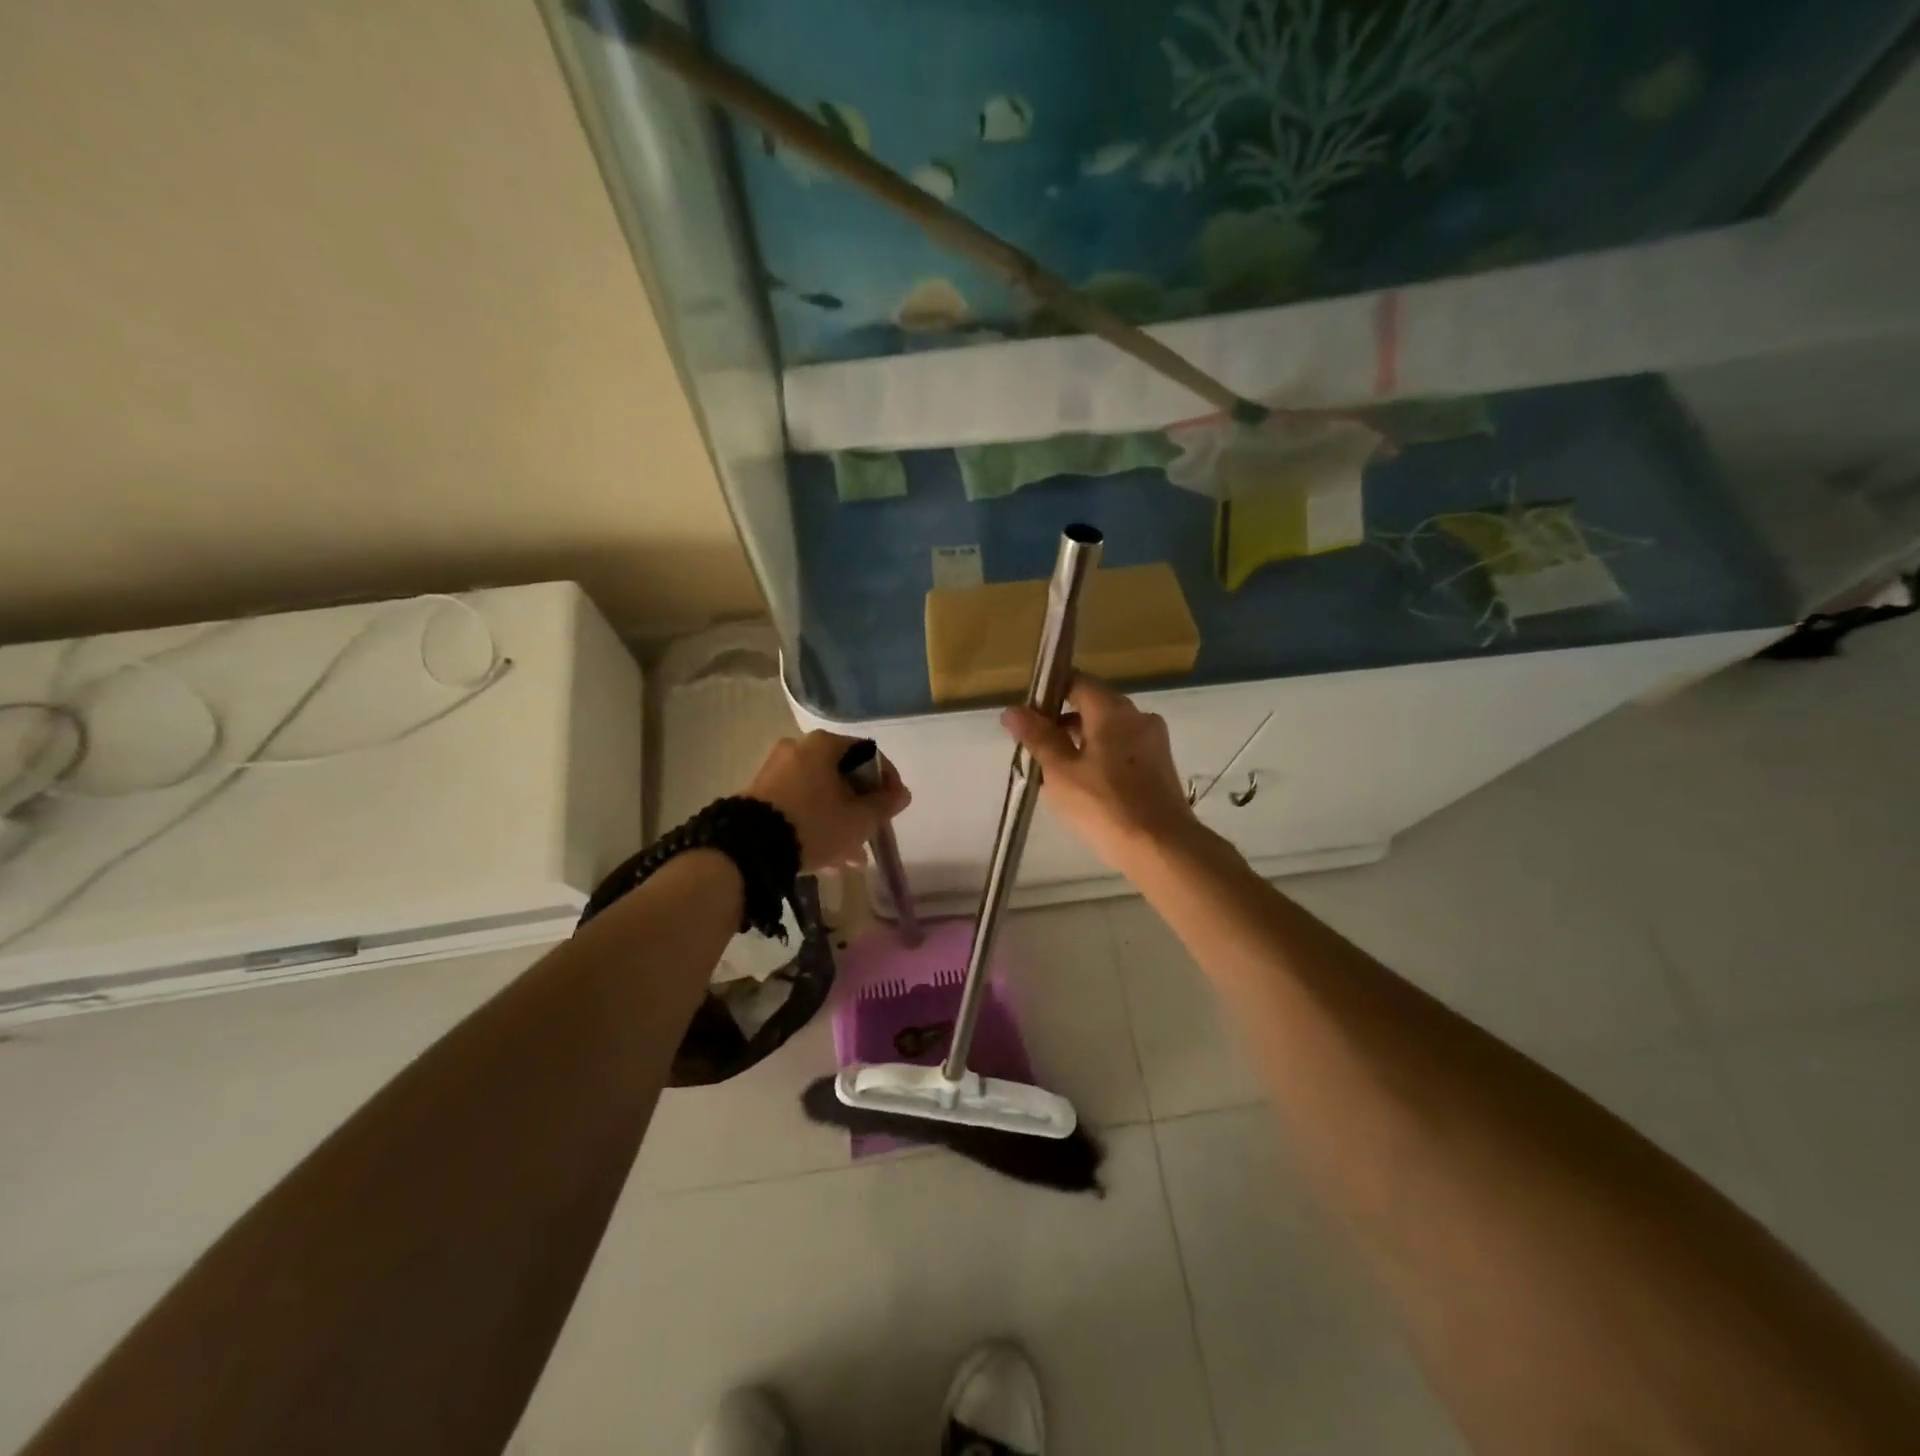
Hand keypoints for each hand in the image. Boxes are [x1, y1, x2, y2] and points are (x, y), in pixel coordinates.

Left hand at [744, 731, 910, 872]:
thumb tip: (901, 793)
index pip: (868, 753)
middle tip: (870, 834)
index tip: (894, 806)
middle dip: (860, 808)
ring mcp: (775, 771)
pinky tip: (826, 859)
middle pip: (842, 777)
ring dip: (839, 822)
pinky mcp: (759, 796)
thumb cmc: (815, 823)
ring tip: (850, 859)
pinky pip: (798, 806)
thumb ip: (884, 804)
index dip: (887, 780)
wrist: (750, 847)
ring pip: (820, 795)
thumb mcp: (858, 819)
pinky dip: (815, 825)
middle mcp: (797, 749)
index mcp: (823, 745)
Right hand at [1001, 675, 1201, 871]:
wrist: (1161, 847)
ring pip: (1109, 729)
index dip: (1049, 694)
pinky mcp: (1161, 765)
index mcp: (1112, 710)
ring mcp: (1154, 741)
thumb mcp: (1060, 772)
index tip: (1029, 718)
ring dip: (1082, 741)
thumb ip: (1037, 737)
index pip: (1077, 682)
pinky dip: (1103, 756)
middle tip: (1037, 750)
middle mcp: (1138, 716)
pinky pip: (1125, 749)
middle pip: (1094, 705)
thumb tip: (1012, 711)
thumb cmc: (1104, 805)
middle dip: (1063, 722)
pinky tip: (1087, 786)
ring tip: (1058, 772)